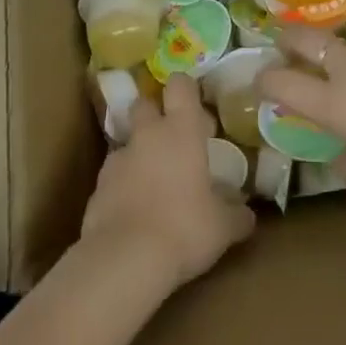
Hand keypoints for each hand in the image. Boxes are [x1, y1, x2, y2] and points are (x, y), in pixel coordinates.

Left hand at [79, 74, 255, 290]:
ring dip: (139, 153)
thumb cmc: (184, 229)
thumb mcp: (222, 227)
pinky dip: (122, 185)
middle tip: (172, 140)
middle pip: (144, 103)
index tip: (195, 106)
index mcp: (181, 130)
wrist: (124, 260)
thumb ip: (236, 214)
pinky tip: (134, 211)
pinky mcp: (97, 186)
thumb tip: (248, 214)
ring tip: (154, 183)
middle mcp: (148, 134)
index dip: (186, 89)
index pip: (180, 85)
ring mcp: (118, 158)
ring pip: (127, 141)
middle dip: (154, 115)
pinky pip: (113, 175)